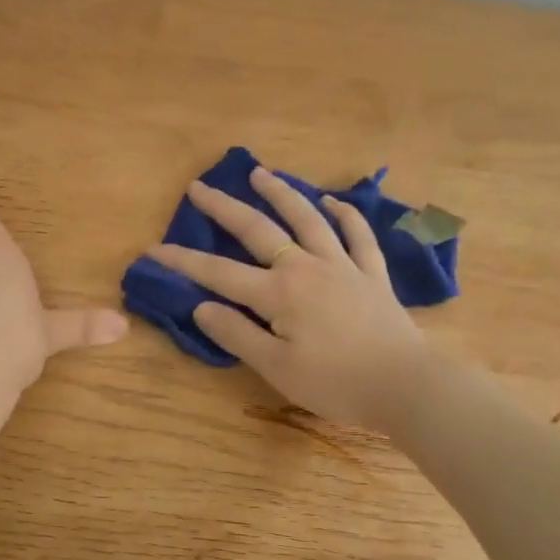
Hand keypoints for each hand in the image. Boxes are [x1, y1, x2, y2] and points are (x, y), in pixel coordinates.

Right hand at [145, 163, 433, 431]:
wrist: (405, 385)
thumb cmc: (336, 383)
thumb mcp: (277, 368)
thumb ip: (237, 334)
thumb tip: (201, 306)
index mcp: (278, 293)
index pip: (219, 273)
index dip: (184, 261)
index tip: (153, 250)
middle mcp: (306, 267)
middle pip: (258, 230)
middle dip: (224, 208)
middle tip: (200, 187)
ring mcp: (342, 265)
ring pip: (307, 219)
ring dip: (281, 193)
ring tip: (260, 173)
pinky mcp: (371, 274)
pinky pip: (358, 235)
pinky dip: (345, 214)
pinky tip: (332, 201)